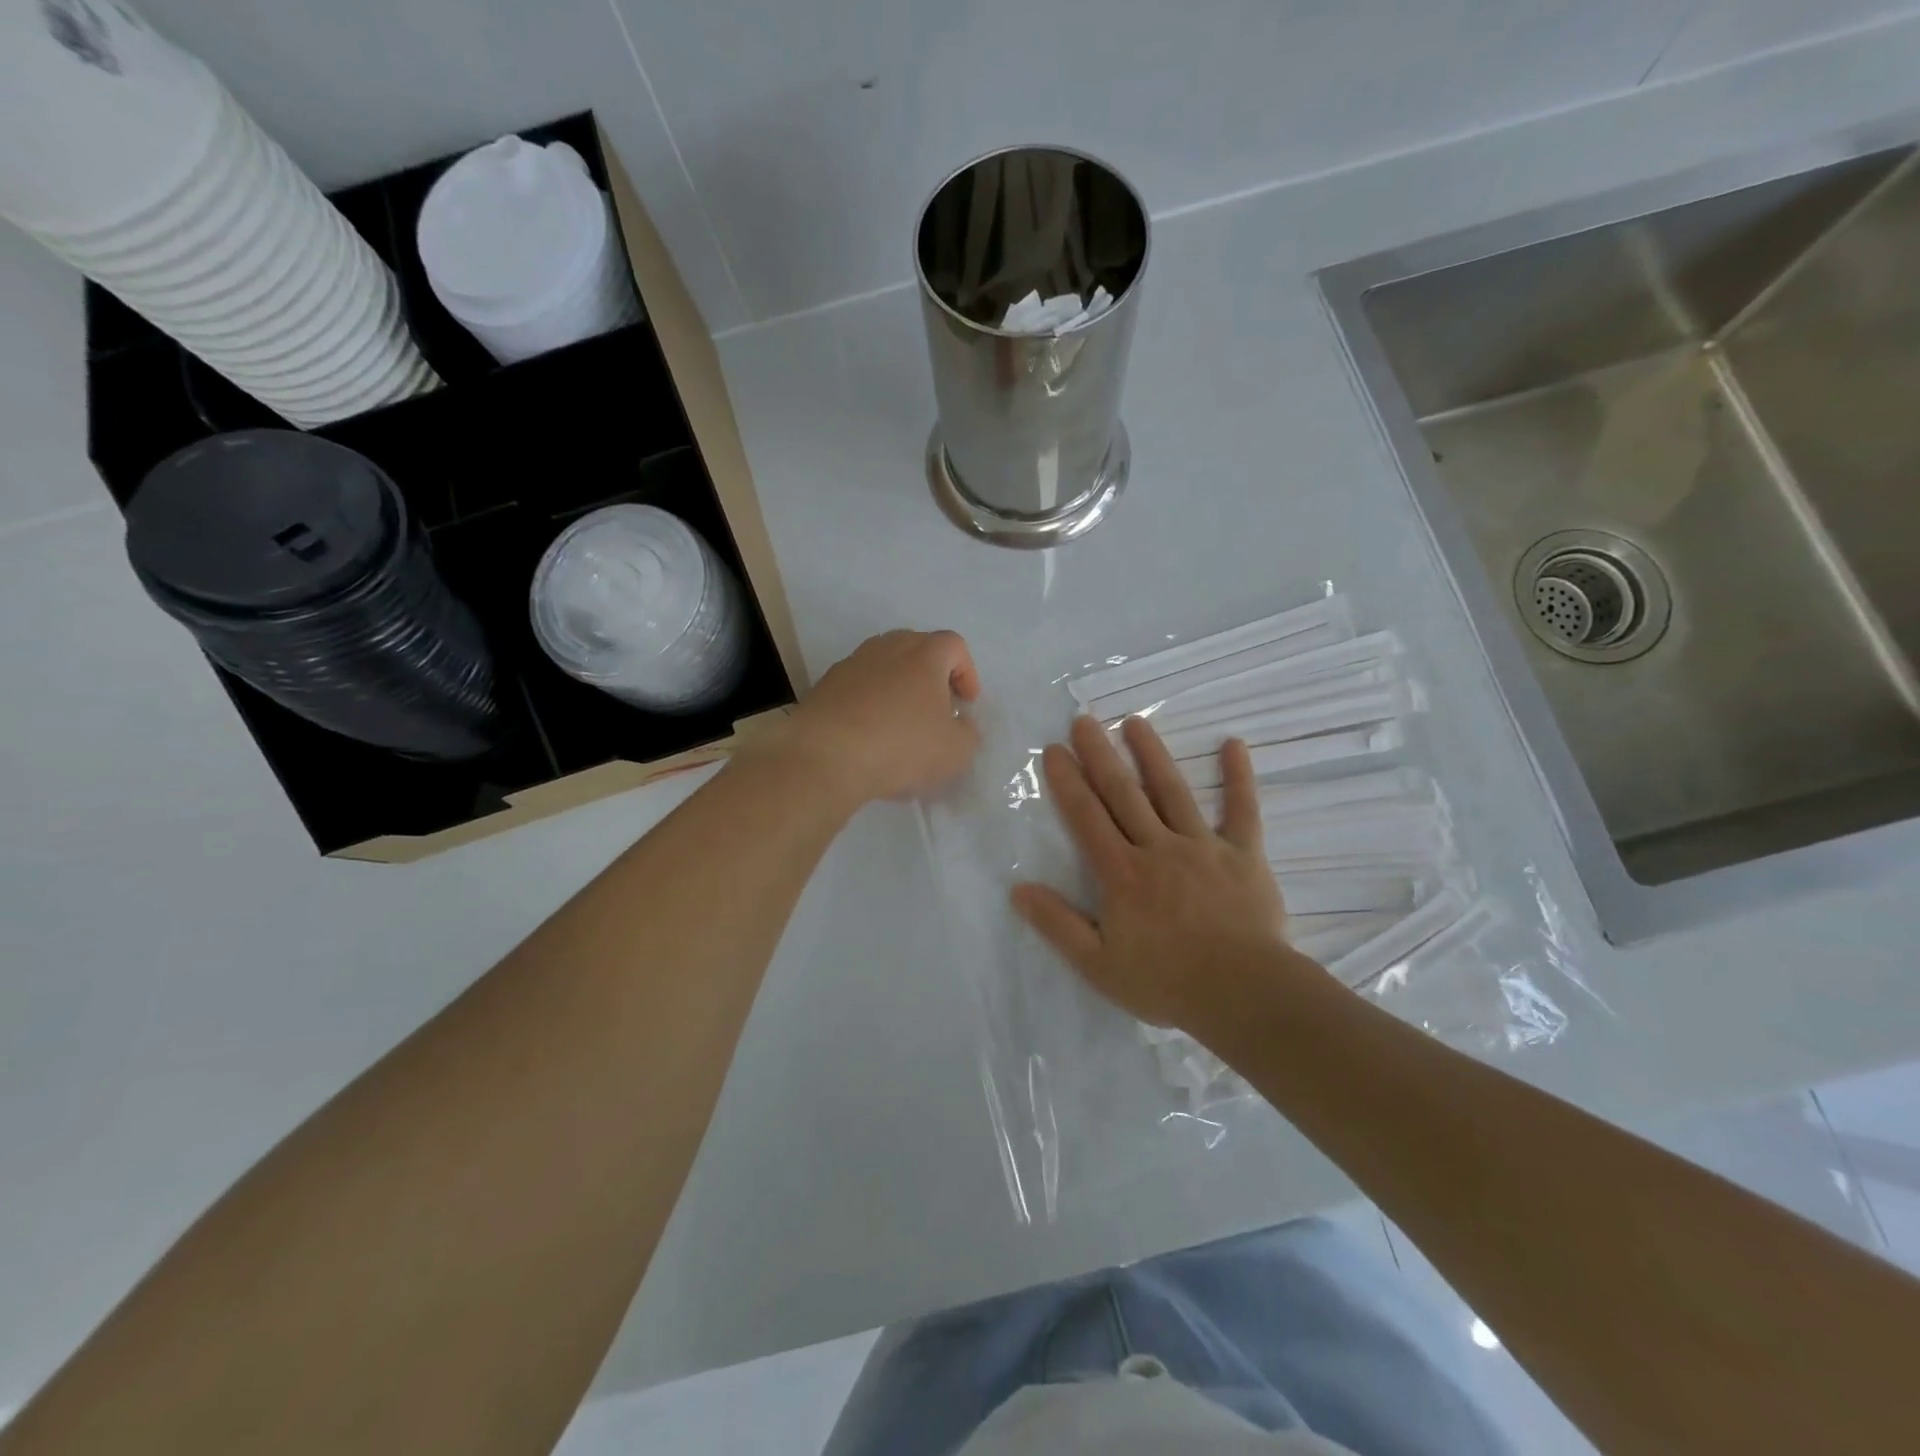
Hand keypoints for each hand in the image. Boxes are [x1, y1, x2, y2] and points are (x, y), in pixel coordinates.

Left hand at [770, 629, 981, 807]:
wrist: (825, 757)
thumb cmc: (901, 747)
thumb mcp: (956, 751)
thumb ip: (968, 732)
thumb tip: (959, 722)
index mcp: (924, 655)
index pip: (954, 645)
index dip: (966, 672)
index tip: (966, 704)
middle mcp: (887, 648)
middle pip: (916, 647)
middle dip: (931, 674)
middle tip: (936, 708)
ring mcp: (852, 664)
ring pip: (884, 665)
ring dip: (897, 687)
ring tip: (900, 723)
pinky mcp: (825, 686)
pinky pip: (858, 687)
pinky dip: (869, 703)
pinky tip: (869, 735)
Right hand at [1012, 715, 1290, 1033]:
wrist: (1243, 994)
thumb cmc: (1166, 982)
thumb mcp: (1098, 964)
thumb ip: (1058, 925)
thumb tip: (1018, 889)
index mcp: (1122, 873)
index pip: (1087, 818)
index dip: (1067, 782)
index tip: (1053, 750)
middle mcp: (1158, 848)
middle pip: (1123, 794)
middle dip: (1100, 755)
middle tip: (1083, 720)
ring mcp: (1203, 846)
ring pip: (1172, 791)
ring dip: (1152, 754)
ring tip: (1135, 722)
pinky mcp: (1243, 854)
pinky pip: (1243, 810)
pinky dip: (1239, 777)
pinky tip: (1234, 744)